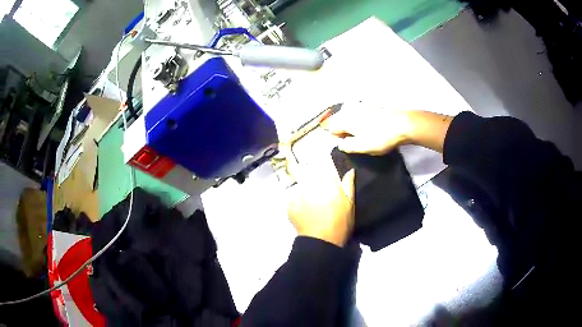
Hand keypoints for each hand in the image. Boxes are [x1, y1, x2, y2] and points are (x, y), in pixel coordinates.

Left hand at [287, 155, 355, 246]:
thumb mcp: (350, 203)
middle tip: (319, 192)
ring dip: (304, 190)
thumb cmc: (340, 222)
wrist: (322, 242)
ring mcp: (297, 193)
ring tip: (310, 203)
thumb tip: (350, 170)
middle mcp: (309, 182)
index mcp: (326, 180)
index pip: (322, 163)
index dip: (322, 163)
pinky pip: (293, 198)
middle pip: (308, 172)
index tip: (323, 167)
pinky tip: (304, 211)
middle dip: (311, 176)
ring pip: (299, 185)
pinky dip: (297, 202)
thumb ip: (348, 184)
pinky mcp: (289, 204)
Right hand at [324, 102, 453, 153]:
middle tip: (351, 139)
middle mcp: (351, 110)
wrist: (403, 124)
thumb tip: (340, 144)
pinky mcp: (374, 106)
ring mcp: (363, 106)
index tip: (344, 143)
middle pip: (340, 119)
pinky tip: (370, 126)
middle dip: (342, 128)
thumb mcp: (362, 147)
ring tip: (361, 134)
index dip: (335, 136)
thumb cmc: (380, 137)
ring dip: (352, 124)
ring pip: (351, 114)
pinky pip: (361, 113)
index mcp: (345, 119)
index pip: (331, 126)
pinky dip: (362, 119)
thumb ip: (347, 146)